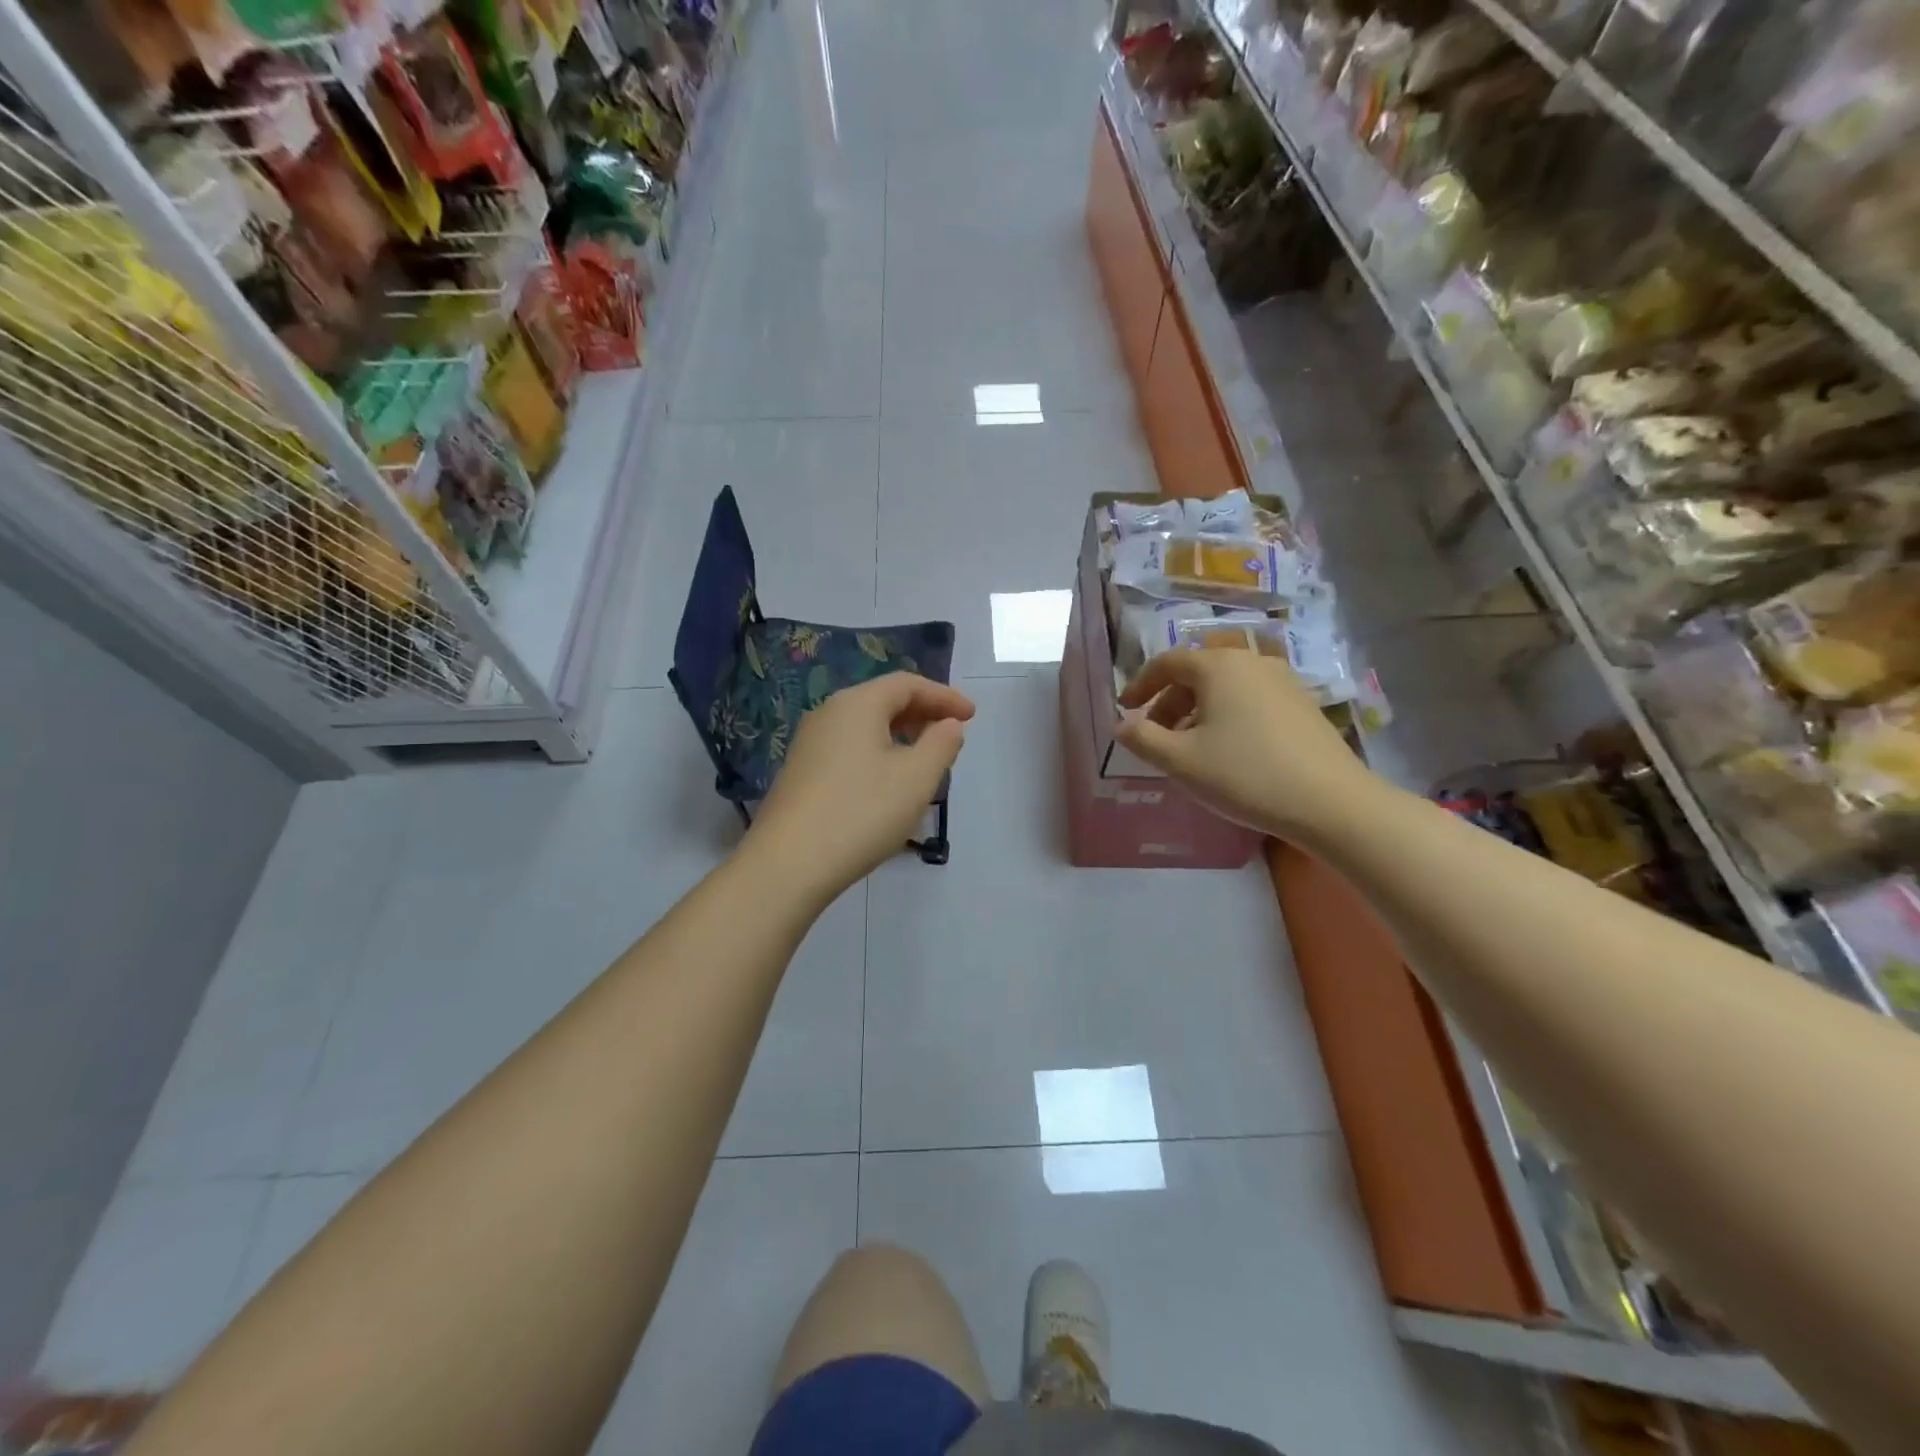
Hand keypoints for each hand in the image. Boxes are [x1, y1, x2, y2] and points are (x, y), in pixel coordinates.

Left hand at [745, 673, 974, 900]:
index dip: (944, 696)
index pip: (907, 684)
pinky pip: (849, 749)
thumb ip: (941, 745)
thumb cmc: (861, 813)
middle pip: (883, 701)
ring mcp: (810, 744)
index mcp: (857, 704)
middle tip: (952, 735)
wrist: (788, 864)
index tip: (972, 715)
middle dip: (923, 714)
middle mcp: (829, 714)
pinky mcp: (801, 772)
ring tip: (926, 761)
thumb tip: (949, 724)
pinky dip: (878, 754)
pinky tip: (889, 783)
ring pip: (865, 727)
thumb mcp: (916, 779)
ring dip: (901, 736)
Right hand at [1118, 650, 1379, 841]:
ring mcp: (1283, 681)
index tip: (1125, 711)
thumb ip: (1142, 739)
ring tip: (1190, 748)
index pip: (1167, 663)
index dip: (1140, 685)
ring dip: (1198, 711)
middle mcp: (1251, 662)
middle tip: (1155, 736)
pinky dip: (1227, 716)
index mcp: (1218, 666)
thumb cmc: (1245, 775)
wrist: (1331, 802)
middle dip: (1169, 702)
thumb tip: (1121, 725)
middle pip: (1197, 673)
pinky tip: (1229, 751)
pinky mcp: (1303, 704)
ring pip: (1225, 687)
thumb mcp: (1180, 761)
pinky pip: (1251, 699)